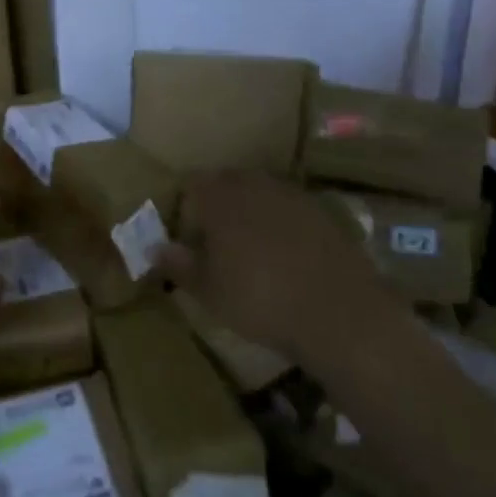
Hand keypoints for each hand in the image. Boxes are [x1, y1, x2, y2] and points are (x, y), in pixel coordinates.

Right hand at [157, 170, 398, 360]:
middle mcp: (254, 183)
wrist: (340, 313)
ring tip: (250, 250)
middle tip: (215, 243)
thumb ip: (178, 264)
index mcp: (220, 196)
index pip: (191, 184)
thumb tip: (155, 248)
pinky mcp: (323, 213)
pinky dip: (281, 225)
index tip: (187, 237)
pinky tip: (285, 257)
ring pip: (259, 194)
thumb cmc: (260, 299)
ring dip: (250, 213)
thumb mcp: (208, 291)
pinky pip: (289, 210)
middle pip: (226, 183)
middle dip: (217, 206)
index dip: (185, 207)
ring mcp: (293, 194)